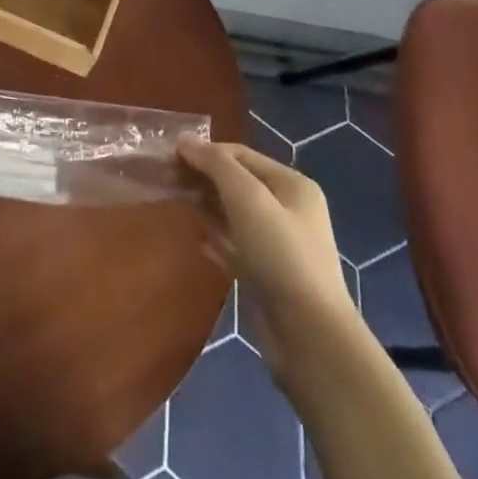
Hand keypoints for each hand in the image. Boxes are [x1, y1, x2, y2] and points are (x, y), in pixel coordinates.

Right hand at [179, 137, 357, 379]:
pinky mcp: (268, 277)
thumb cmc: (281, 255)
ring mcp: (279, 246)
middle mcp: (289, 210)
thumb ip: (216, 165)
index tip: (170, 156)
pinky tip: (196, 239)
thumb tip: (184, 140)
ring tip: (176, 203)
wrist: (310, 338)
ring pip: (235, 215)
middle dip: (204, 179)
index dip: (206, 152)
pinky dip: (216, 239)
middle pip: (239, 183)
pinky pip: (236, 247)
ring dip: (207, 207)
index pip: (242, 155)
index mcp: (292, 185)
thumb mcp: (247, 199)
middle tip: (167, 180)